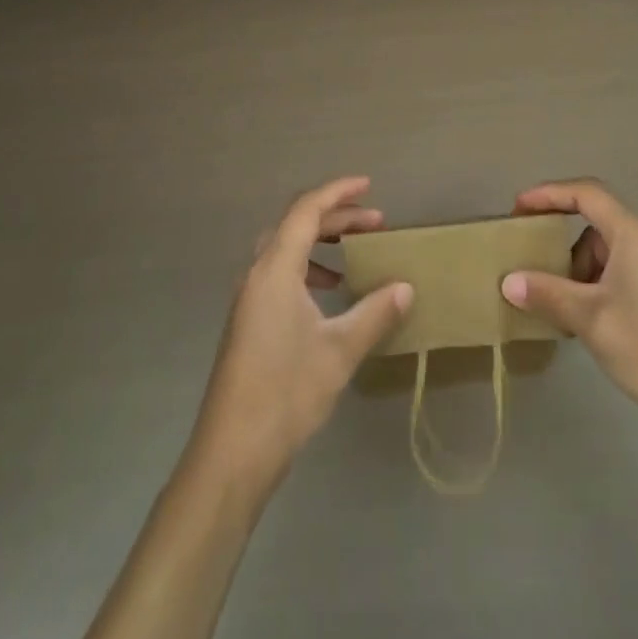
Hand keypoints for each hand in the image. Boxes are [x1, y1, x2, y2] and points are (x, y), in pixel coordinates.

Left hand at [190, 177, 412, 490]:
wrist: (232, 452)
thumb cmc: (286, 392)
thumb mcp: (339, 350)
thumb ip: (374, 313)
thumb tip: (405, 287)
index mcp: (275, 268)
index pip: (306, 210)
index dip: (338, 192)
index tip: (369, 186)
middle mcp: (258, 273)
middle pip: (295, 225)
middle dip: (336, 217)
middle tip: (375, 223)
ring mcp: (249, 298)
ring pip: (286, 249)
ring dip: (321, 243)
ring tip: (355, 253)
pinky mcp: (248, 321)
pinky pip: (280, 274)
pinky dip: (308, 269)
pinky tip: (330, 295)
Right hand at [501, 178, 637, 438]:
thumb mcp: (590, 319)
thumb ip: (546, 293)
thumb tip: (508, 281)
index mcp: (634, 234)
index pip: (586, 194)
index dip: (548, 194)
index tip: (517, 209)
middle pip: (594, 225)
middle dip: (560, 243)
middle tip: (530, 263)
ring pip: (605, 253)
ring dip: (576, 271)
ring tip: (556, 305)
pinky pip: (618, 274)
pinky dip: (594, 287)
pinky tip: (582, 320)